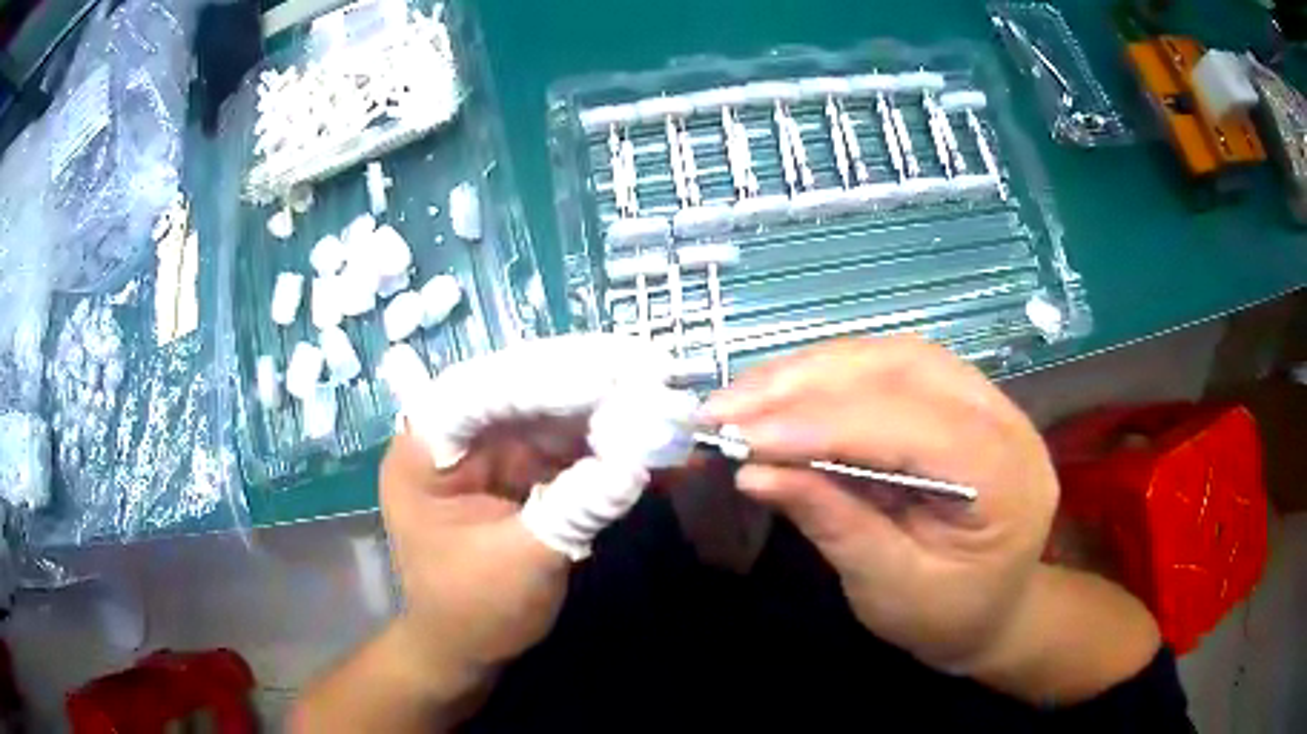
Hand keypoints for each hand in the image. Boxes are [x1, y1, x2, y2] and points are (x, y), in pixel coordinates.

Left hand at [383, 335, 694, 671]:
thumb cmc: (474, 612)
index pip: (476, 394)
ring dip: (602, 402)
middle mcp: (453, 437)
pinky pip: (564, 439)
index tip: (610, 372)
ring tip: (658, 391)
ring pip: (547, 408)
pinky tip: (644, 428)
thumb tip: (637, 462)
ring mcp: (489, 449)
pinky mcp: (520, 467)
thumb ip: (575, 510)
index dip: (542, 378)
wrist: (467, 647)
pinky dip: (605, 435)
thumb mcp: (523, 565)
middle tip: (649, 367)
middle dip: (583, 379)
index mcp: (423, 454)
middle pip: (517, 389)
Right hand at [704, 337, 1058, 672]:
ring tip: (743, 396)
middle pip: (903, 369)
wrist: (995, 609)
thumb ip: (835, 526)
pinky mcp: (960, 398)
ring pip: (892, 356)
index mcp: (1005, 479)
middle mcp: (1005, 421)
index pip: (911, 427)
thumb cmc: (947, 617)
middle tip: (726, 406)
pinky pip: (892, 367)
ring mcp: (987, 400)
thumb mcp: (890, 590)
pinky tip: (785, 392)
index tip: (740, 436)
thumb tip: (755, 473)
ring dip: (811, 370)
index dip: (823, 425)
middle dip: (806, 383)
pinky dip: (830, 375)